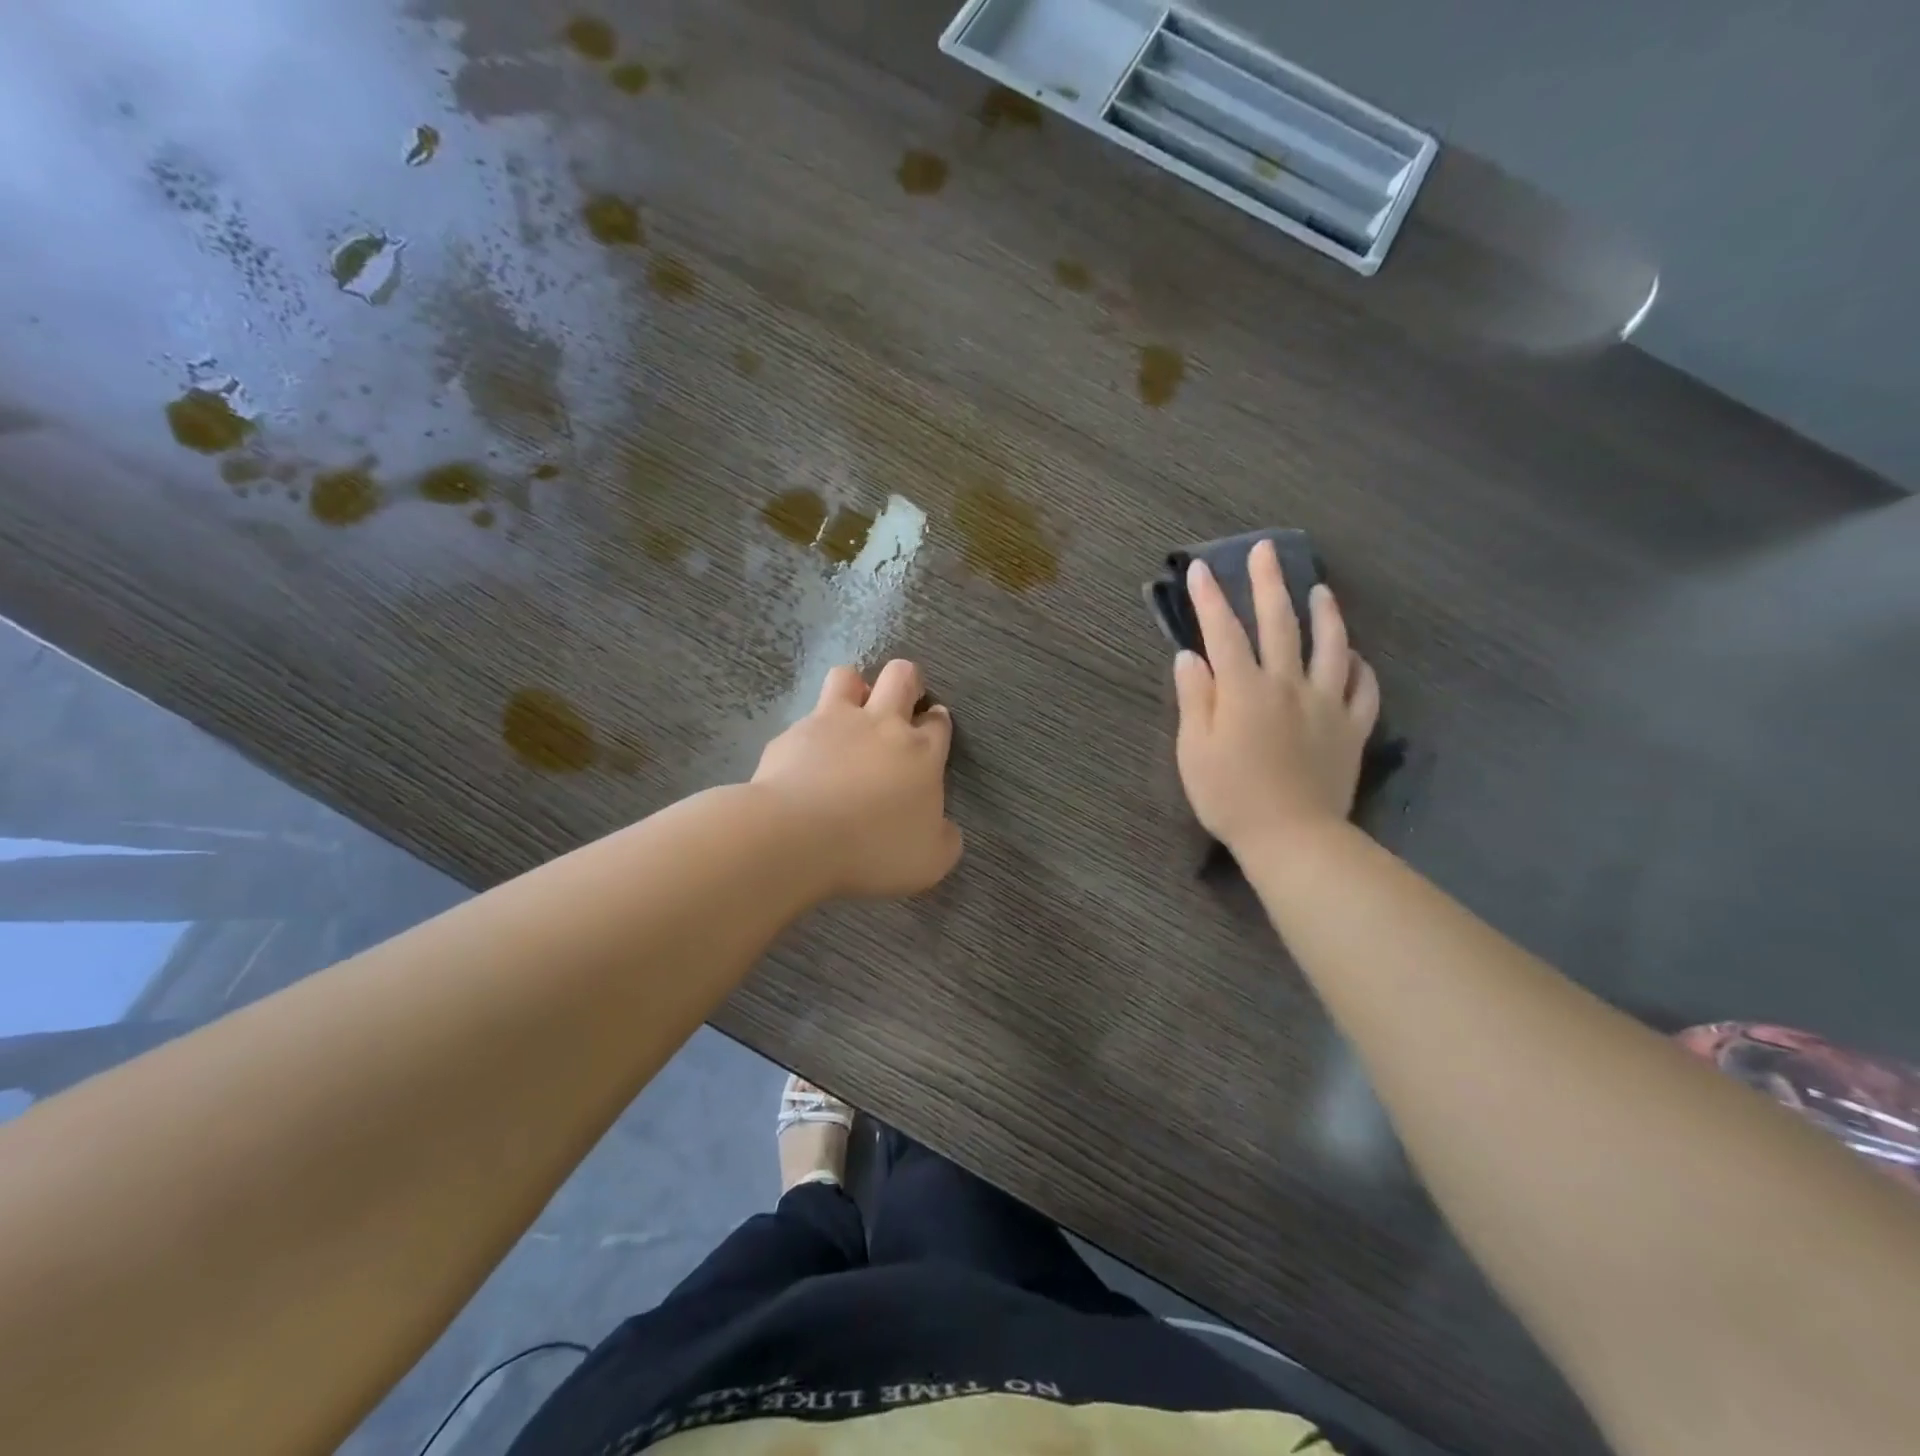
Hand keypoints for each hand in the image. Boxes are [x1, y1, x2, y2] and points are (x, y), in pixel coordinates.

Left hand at [752, 659, 963, 898]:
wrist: (796, 836)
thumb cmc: (873, 848)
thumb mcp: (930, 861)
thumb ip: (943, 839)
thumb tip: (943, 829)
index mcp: (921, 752)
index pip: (938, 722)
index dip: (937, 722)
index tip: (933, 729)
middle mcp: (881, 725)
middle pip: (901, 676)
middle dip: (908, 681)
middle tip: (902, 703)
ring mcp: (832, 723)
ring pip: (848, 677)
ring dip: (855, 688)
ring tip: (850, 715)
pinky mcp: (792, 734)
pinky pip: (805, 719)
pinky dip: (810, 734)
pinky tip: (805, 760)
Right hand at [1172, 541, 1380, 852]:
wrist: (1292, 837)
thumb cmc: (1230, 796)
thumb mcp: (1193, 750)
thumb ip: (1194, 698)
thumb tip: (1190, 656)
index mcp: (1244, 689)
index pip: (1223, 631)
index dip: (1210, 598)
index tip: (1201, 569)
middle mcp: (1288, 684)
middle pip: (1280, 623)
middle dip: (1268, 583)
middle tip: (1267, 551)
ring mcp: (1326, 703)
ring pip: (1331, 645)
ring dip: (1325, 613)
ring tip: (1321, 590)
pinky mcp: (1352, 727)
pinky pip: (1363, 687)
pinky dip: (1359, 666)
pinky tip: (1352, 656)